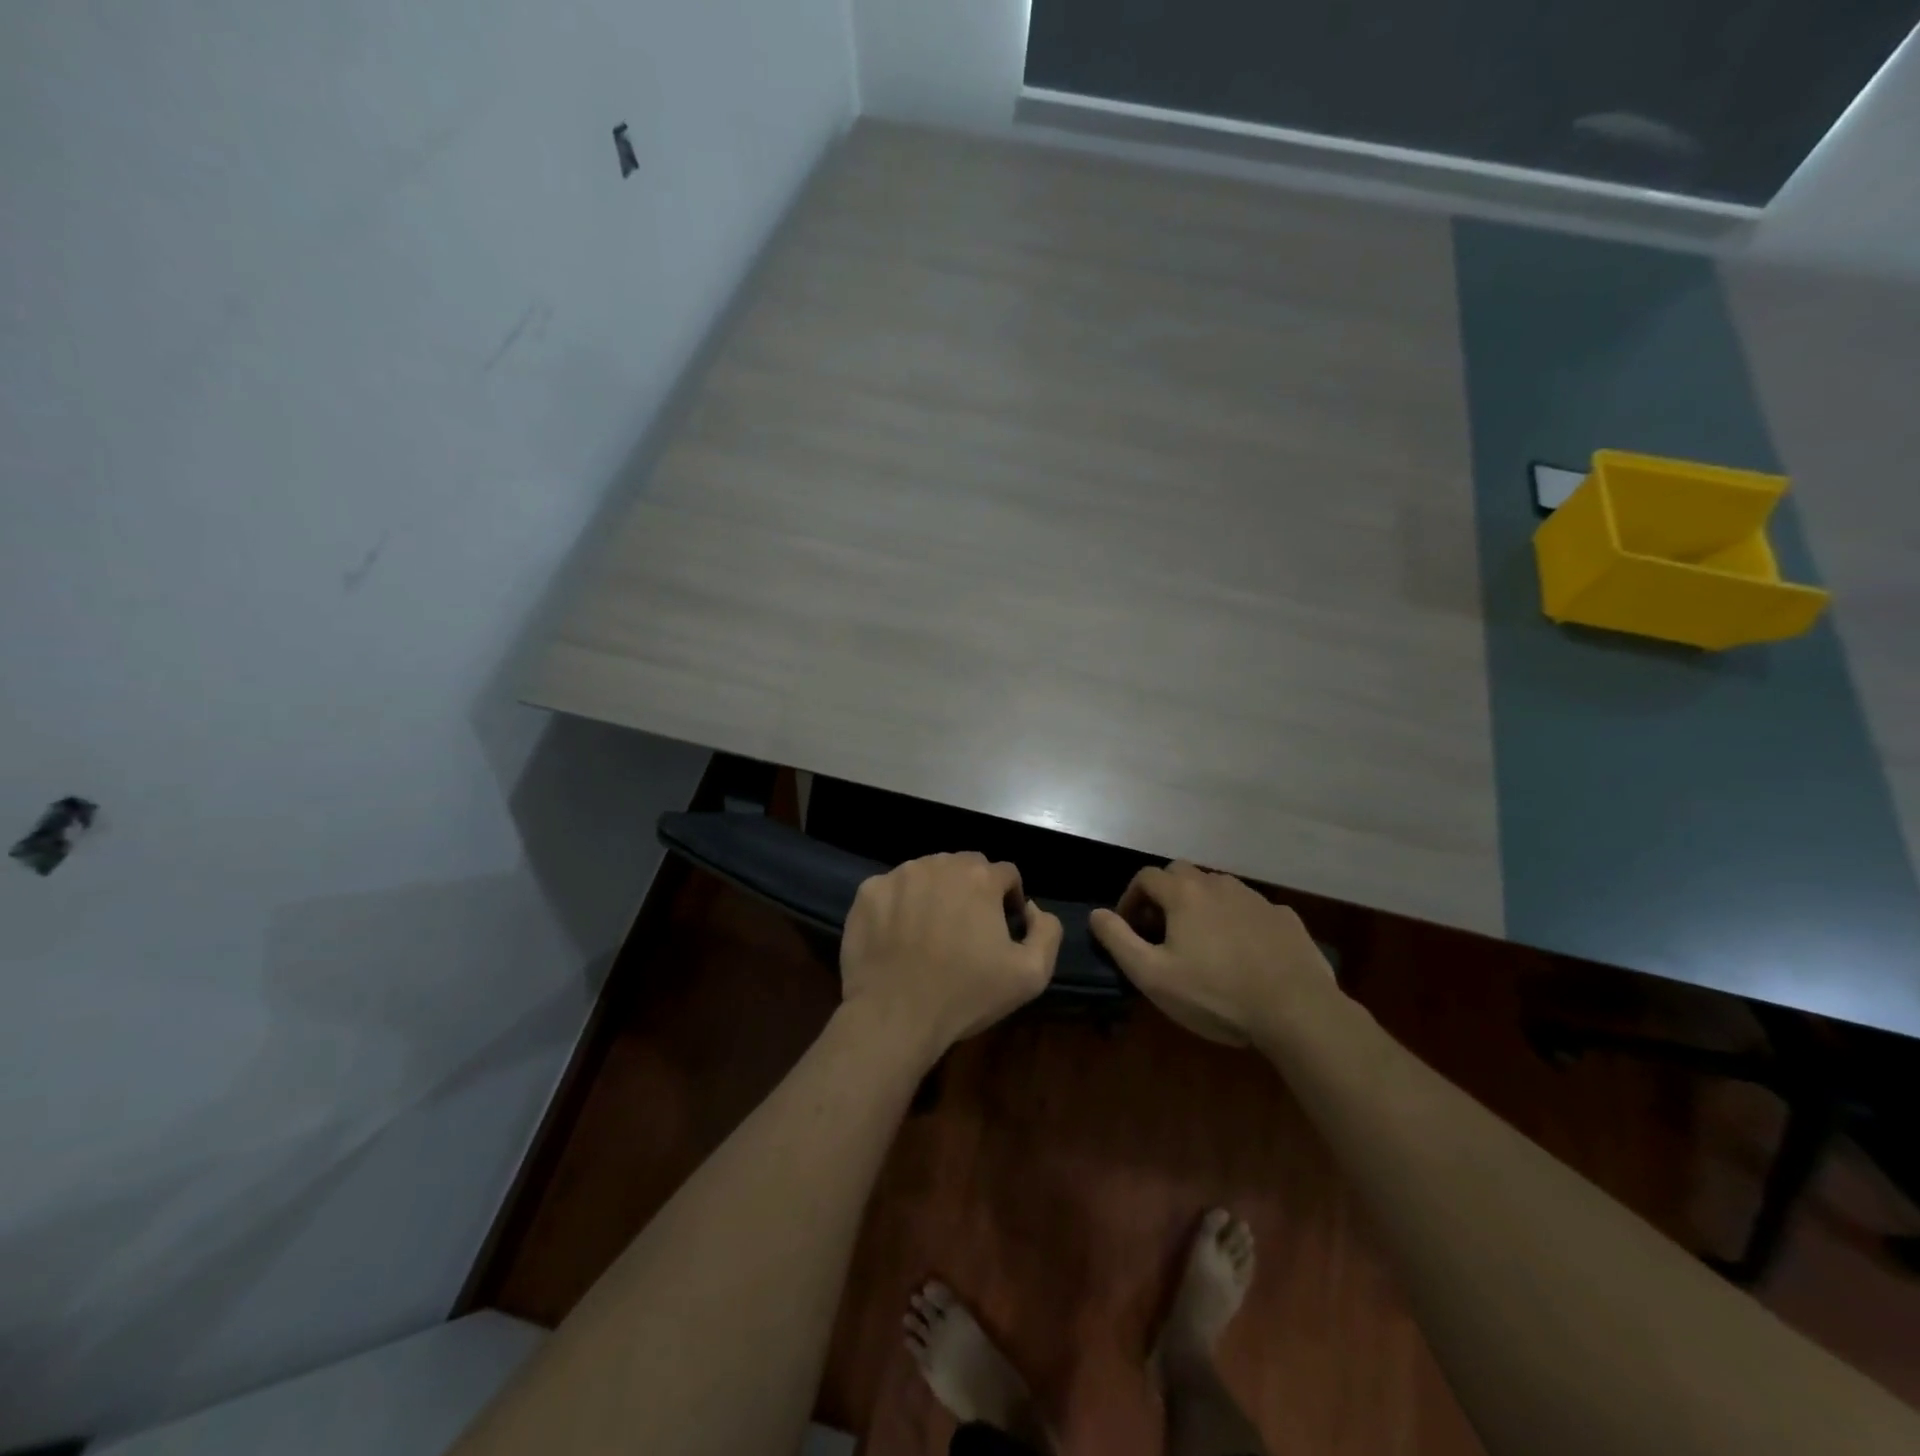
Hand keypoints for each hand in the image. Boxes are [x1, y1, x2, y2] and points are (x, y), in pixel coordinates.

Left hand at [840, 852, 1062, 1060]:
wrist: (894, 1015)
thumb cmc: (965, 995)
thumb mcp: (1031, 975)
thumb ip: (1047, 931)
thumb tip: (1032, 909)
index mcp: (980, 877)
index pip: (1006, 874)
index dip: (1009, 899)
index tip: (1001, 929)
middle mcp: (939, 864)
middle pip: (966, 866)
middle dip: (973, 890)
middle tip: (967, 930)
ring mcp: (899, 875)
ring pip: (928, 873)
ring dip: (936, 893)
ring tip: (931, 932)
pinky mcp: (868, 892)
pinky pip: (892, 889)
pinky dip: (900, 904)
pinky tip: (899, 936)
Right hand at [1089, 862, 1335, 1045]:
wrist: (1296, 1011)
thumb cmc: (1215, 994)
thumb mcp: (1152, 976)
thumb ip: (1118, 940)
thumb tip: (1097, 914)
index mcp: (1184, 893)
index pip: (1145, 877)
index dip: (1130, 898)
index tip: (1130, 928)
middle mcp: (1218, 884)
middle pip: (1182, 874)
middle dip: (1165, 895)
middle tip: (1162, 931)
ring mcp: (1256, 898)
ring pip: (1218, 889)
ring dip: (1201, 905)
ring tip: (1202, 942)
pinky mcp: (1285, 918)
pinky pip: (1251, 909)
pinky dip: (1237, 920)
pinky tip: (1243, 952)